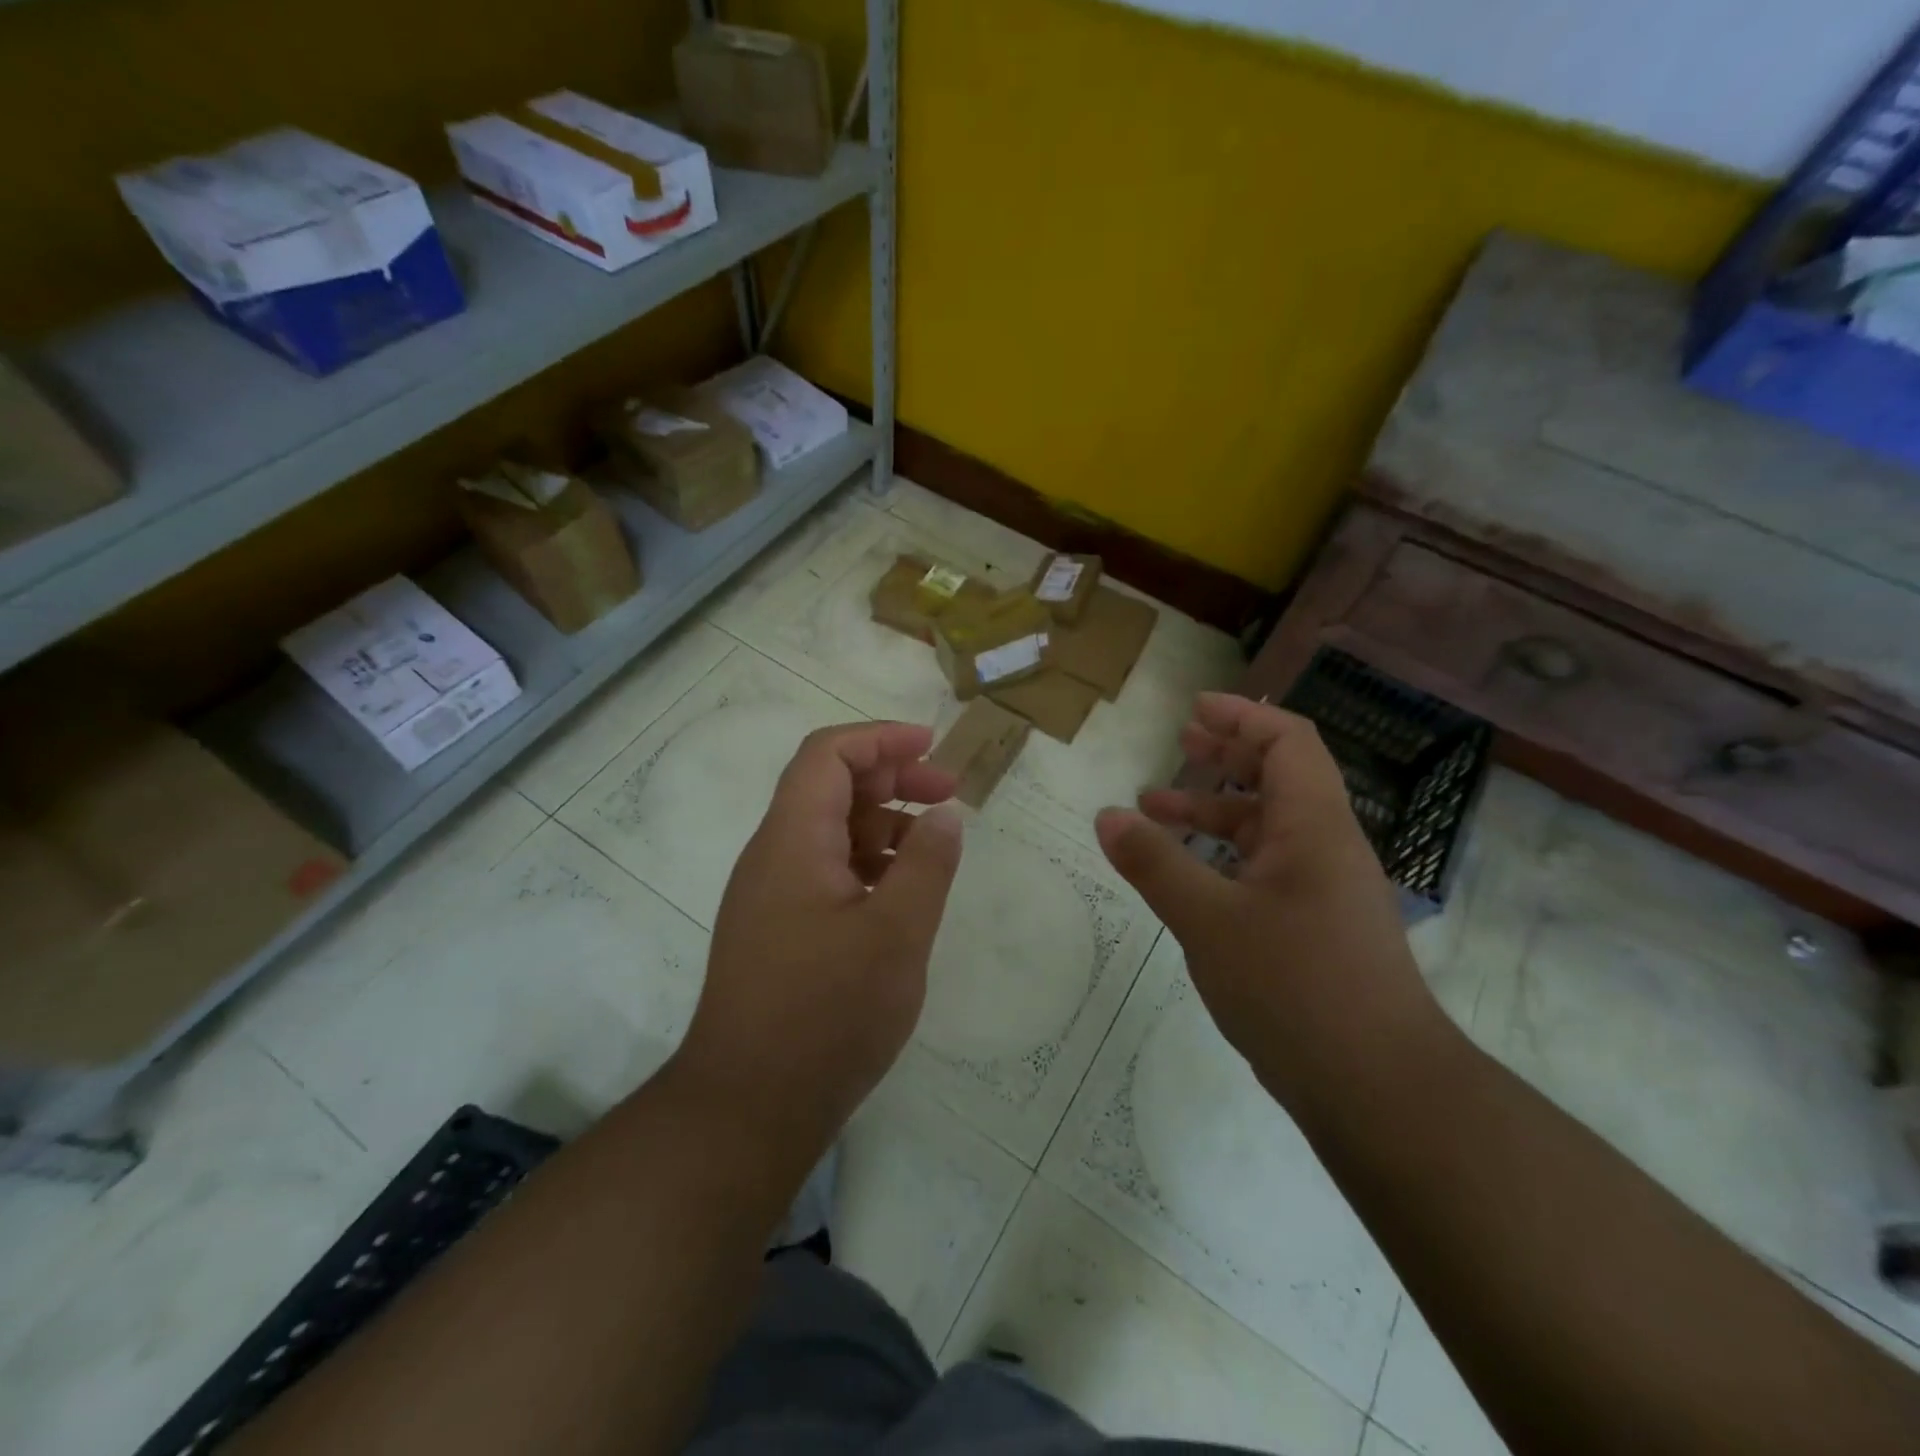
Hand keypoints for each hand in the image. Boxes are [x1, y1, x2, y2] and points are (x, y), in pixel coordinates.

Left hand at [670, 722, 964, 1161]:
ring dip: (882, 823)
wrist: (748, 1107)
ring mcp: (771, 895)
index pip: (827, 755)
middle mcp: (773, 856)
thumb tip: (944, 813)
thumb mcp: (896, 933)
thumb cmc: (826, 1013)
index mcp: (793, 841)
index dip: (880, 739)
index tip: (933, 748)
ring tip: (934, 846)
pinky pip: (825, 871)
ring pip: (830, 831)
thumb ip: (927, 864)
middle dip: (891, 778)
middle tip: (948, 795)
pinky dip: (868, 863)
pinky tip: (902, 892)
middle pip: (829, 787)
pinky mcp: (777, 929)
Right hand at [1095, 693, 1437, 1115]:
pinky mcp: (1318, 931)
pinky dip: (1225, 857)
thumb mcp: (1208, 919)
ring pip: (1269, 829)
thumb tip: (1107, 816)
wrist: (1380, 1091)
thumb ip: (1155, 863)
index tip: (1193, 710)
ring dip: (1216, 811)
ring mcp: (1326, 892)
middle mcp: (1327, 849)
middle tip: (1178, 743)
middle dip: (1226, 756)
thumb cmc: (1296, 987)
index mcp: (1314, 827)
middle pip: (1280, 778)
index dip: (1241, 718)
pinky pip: (1268, 870)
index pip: (1288, 742)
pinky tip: (1189, 878)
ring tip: (1156, 811)